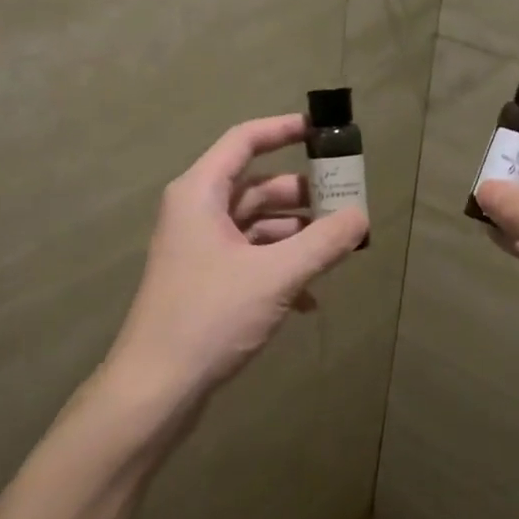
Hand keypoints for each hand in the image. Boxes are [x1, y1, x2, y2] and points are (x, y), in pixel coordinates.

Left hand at [104, 114, 368, 415]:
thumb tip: (362, 217)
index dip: (283, 130)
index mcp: (200, 194)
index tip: (322, 132)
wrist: (156, 388)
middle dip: (302, 196)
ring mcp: (199, 249)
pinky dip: (280, 269)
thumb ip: (323, 243)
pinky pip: (250, 259)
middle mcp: (196, 213)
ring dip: (296, 237)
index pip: (244, 140)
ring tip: (337, 253)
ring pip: (256, 226)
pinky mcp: (205, 282)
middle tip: (346, 204)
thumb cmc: (210, 317)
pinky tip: (310, 299)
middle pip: (256, 186)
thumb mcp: (275, 276)